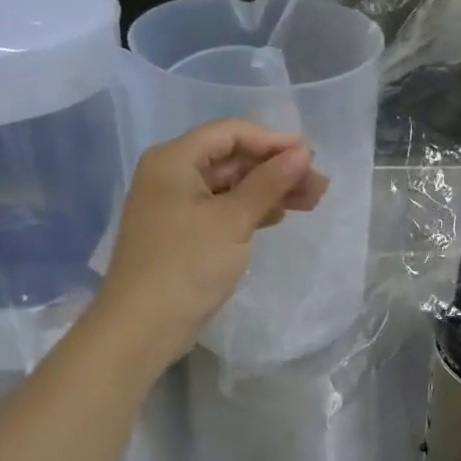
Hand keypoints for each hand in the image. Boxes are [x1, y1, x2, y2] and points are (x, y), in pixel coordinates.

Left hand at [87, 119, 328, 371]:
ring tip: (312, 201)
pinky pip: (225, 206)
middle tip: (319, 185)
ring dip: (271, 189)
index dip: (273, 140)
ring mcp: (177, 204)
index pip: (231, 132)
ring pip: (233, 183)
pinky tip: (280, 215)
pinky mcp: (185, 231)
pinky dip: (253, 208)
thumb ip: (269, 182)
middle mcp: (173, 174)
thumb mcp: (233, 220)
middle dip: (277, 168)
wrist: (142, 327)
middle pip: (234, 158)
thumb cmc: (186, 264)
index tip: (311, 155)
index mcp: (174, 160)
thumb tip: (303, 152)